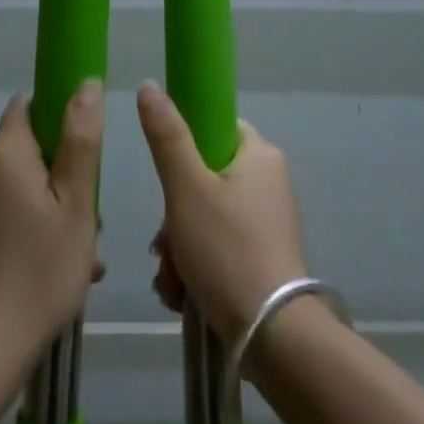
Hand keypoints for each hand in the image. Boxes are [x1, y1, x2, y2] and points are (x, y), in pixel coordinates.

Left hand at [0, 82, 103, 361]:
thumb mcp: (76, 203)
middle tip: (94, 217)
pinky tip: (61, 272)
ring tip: (86, 257)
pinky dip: (36, 231)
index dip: (59, 111)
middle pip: (32, 151)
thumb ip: (81, 140)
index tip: (87, 143)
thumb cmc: (38, 271)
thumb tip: (86, 83)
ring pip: (25, 189)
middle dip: (66, 174)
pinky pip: (10, 217)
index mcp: (5, 154)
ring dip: (57, 210)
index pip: (29, 105)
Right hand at [136, 83, 307, 345]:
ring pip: (205, 216)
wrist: (274, 339)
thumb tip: (149, 84)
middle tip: (163, 245)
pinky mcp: (264, 258)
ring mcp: (268, 222)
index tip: (166, 180)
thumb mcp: (186, 188)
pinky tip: (182, 295)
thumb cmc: (227, 250)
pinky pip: (219, 246)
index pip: (214, 127)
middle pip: (203, 178)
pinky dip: (196, 266)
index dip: (183, 147)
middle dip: (173, 215)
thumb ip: (166, 136)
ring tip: (172, 281)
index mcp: (259, 154)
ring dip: (179, 246)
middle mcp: (269, 182)